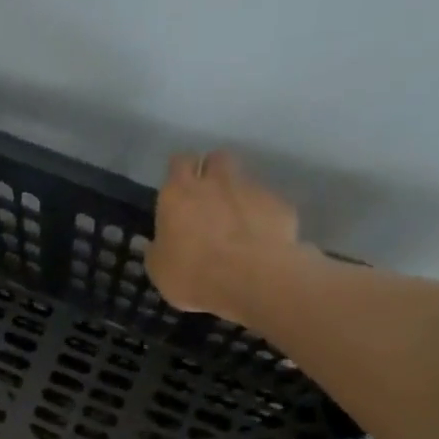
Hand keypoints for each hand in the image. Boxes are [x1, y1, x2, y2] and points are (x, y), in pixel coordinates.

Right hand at [149, 151, 310, 317]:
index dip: (180, 172)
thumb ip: (158, 249)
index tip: (178, 188)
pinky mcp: (279, 204)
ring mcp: (251, 189)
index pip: (179, 162)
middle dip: (212, 171)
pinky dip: (262, 217)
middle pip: (216, 158)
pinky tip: (260, 241)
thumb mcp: (159, 270)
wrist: (251, 280)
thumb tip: (158, 243)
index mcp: (179, 193)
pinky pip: (268, 204)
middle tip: (208, 198)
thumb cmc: (192, 275)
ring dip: (238, 194)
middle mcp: (215, 181)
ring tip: (236, 224)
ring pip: (244, 179)